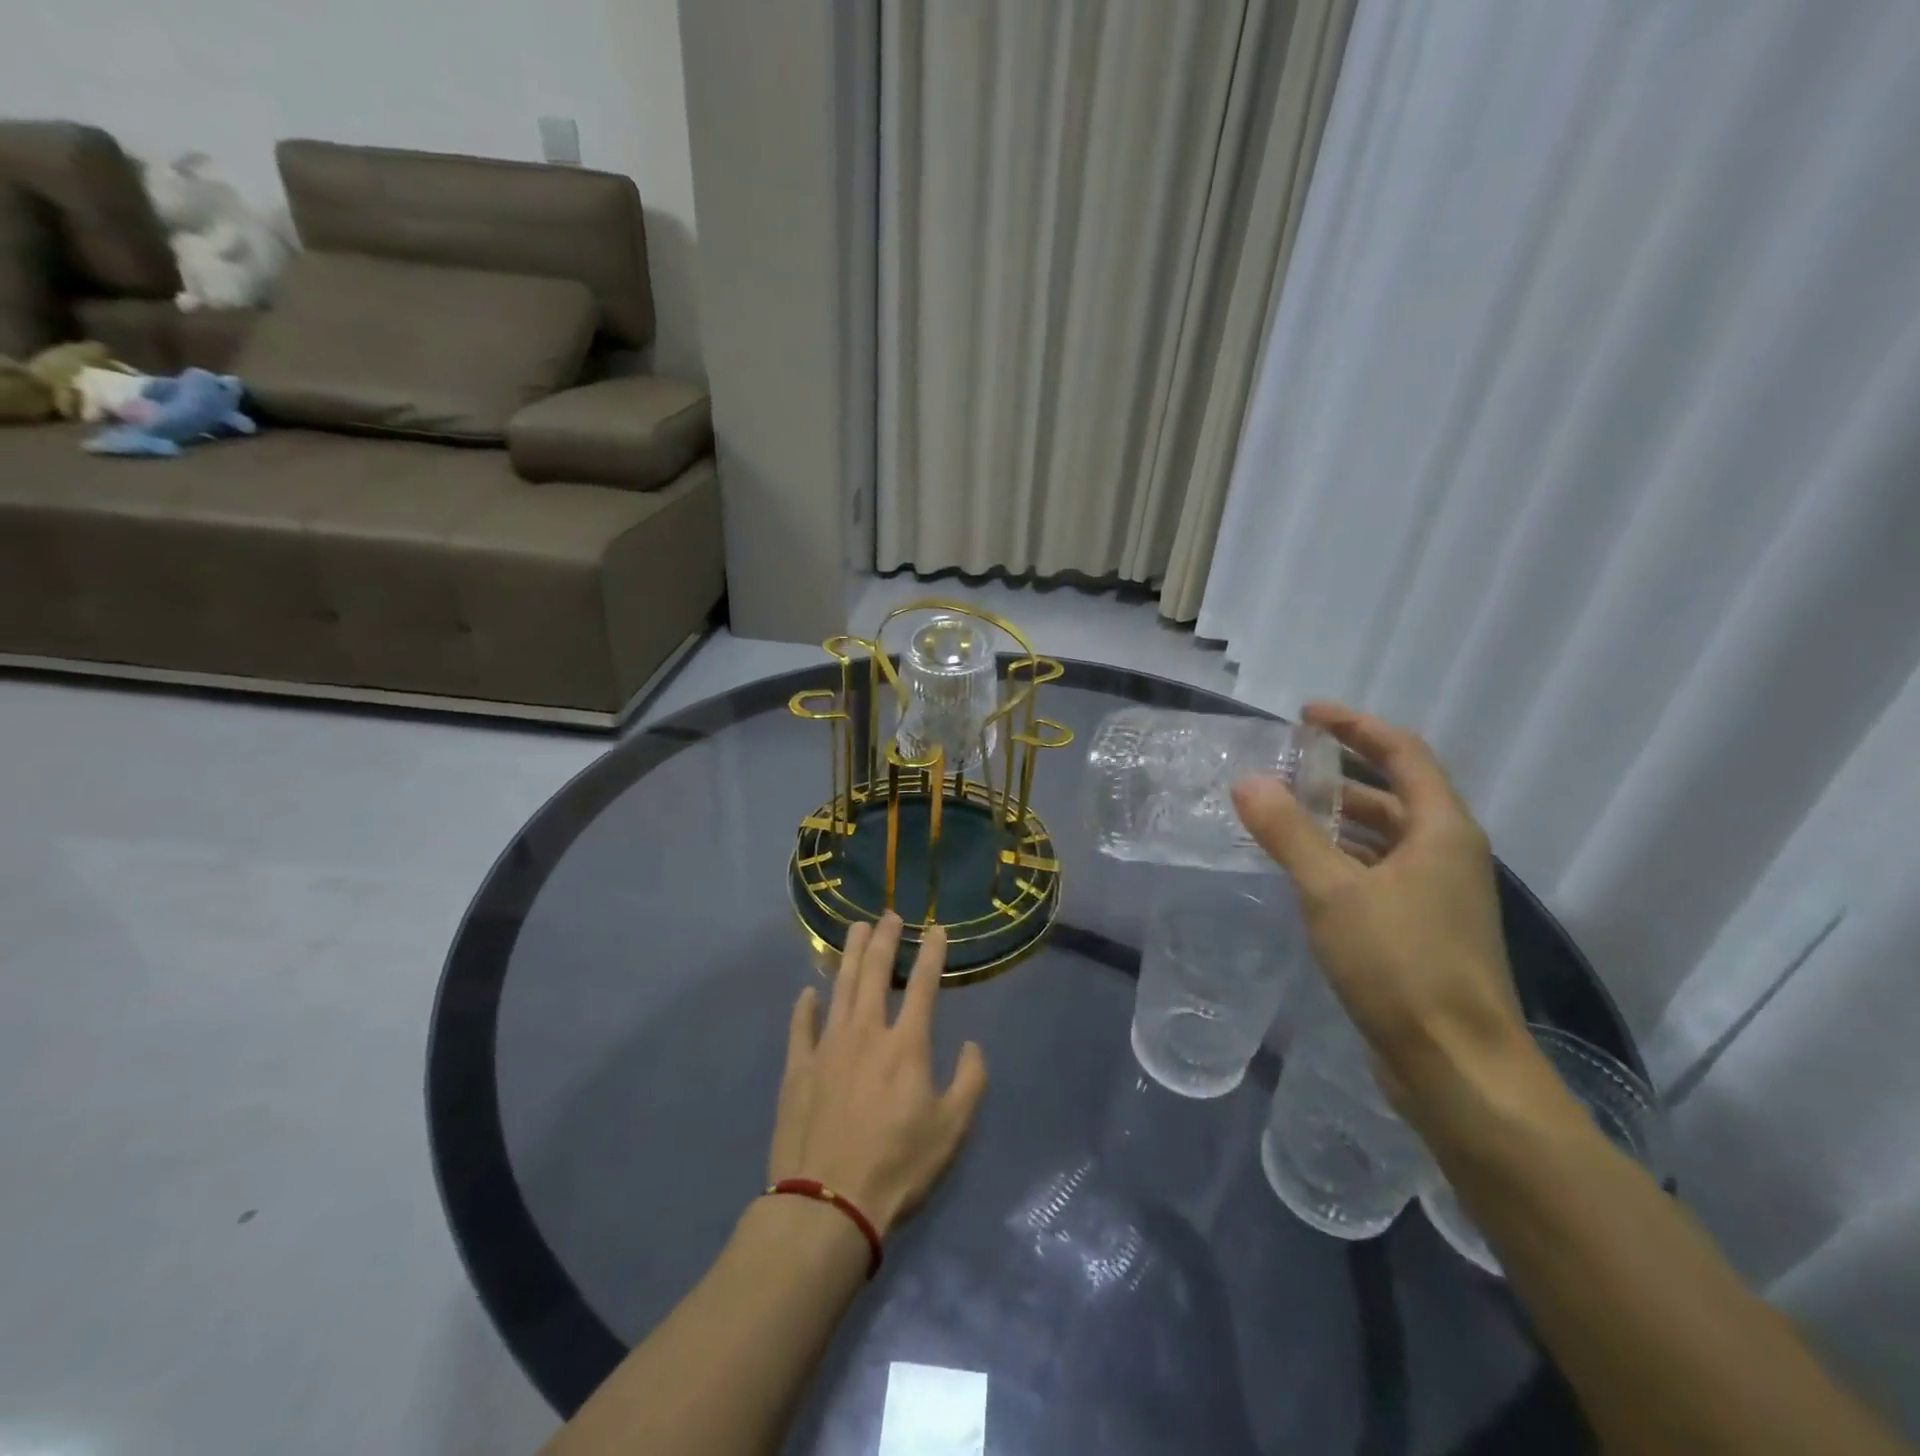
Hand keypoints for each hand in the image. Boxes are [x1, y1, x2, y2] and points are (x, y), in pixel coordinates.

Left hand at [767, 913, 987, 1235]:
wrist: (827, 1203)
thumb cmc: (897, 1166)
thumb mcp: (952, 1130)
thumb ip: (970, 1082)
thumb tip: (973, 1045)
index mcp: (906, 1045)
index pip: (924, 986)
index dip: (932, 953)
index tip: (936, 929)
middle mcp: (866, 1033)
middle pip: (875, 973)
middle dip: (885, 940)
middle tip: (889, 915)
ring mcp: (827, 1047)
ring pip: (840, 988)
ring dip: (849, 956)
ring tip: (855, 930)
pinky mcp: (797, 1069)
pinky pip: (801, 1027)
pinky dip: (805, 1007)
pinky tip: (808, 992)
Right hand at [1233, 703, 1526, 1099]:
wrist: (1458, 1069)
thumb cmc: (1402, 967)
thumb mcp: (1333, 892)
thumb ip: (1288, 833)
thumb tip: (1246, 781)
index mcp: (1442, 831)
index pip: (1403, 753)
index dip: (1356, 727)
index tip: (1306, 715)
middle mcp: (1448, 854)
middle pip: (1395, 793)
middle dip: (1341, 774)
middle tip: (1284, 766)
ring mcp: (1439, 895)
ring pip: (1386, 837)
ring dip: (1339, 819)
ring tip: (1284, 813)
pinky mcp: (1424, 930)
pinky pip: (1380, 873)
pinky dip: (1343, 859)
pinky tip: (1304, 871)